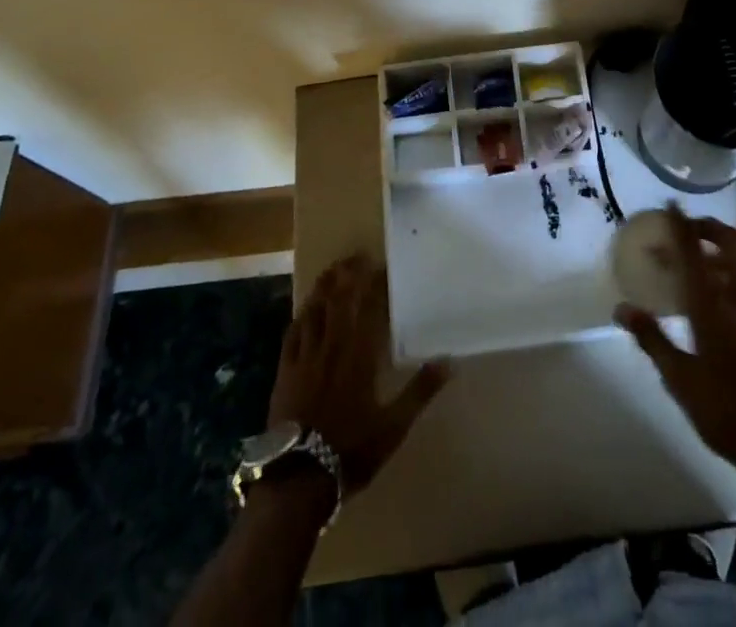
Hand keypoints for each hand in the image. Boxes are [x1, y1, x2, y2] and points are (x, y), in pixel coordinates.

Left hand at [267, 253, 450, 494]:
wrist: (298, 479)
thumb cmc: (351, 450)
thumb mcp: (394, 426)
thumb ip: (421, 391)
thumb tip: (450, 361)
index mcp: (359, 354)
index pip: (368, 306)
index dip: (374, 283)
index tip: (381, 265)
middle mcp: (331, 346)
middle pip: (338, 299)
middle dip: (347, 274)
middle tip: (356, 256)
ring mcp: (305, 356)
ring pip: (314, 310)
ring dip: (324, 287)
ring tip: (332, 270)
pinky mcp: (285, 370)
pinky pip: (293, 333)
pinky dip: (301, 315)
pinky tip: (304, 310)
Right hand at [616, 209, 735, 480]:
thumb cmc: (727, 412)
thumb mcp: (680, 380)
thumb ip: (652, 339)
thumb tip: (622, 308)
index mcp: (712, 306)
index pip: (693, 253)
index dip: (680, 226)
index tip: (671, 205)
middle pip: (729, 244)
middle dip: (709, 228)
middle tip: (689, 229)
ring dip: (728, 248)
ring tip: (709, 256)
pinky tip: (731, 296)